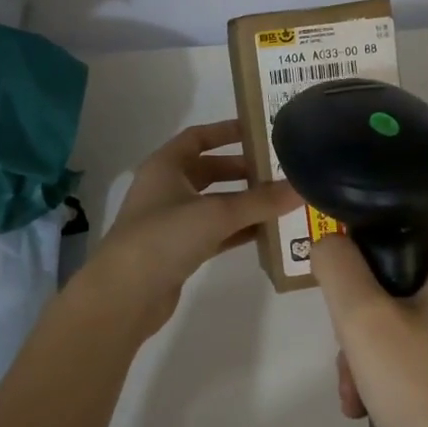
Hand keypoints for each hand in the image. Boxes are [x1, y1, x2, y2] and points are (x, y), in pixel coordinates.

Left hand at [86, 120, 298, 336]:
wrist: (125, 294)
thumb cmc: (164, 237)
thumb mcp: (216, 213)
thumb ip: (260, 201)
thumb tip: (302, 187)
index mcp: (165, 166)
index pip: (198, 137)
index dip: (227, 131)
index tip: (260, 131)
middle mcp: (166, 188)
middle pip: (209, 170)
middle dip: (243, 170)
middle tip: (279, 171)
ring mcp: (171, 221)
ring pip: (214, 203)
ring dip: (244, 202)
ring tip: (281, 201)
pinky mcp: (179, 250)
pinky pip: (215, 232)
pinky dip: (238, 230)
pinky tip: (267, 233)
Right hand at [313, 213, 427, 426]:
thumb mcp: (364, 322)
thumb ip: (337, 266)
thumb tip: (331, 243)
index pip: (409, 208)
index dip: (366, 224)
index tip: (337, 262)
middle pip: (397, 263)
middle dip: (357, 304)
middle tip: (345, 343)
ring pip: (399, 308)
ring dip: (365, 344)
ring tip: (353, 391)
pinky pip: (414, 341)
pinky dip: (386, 366)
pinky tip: (367, 407)